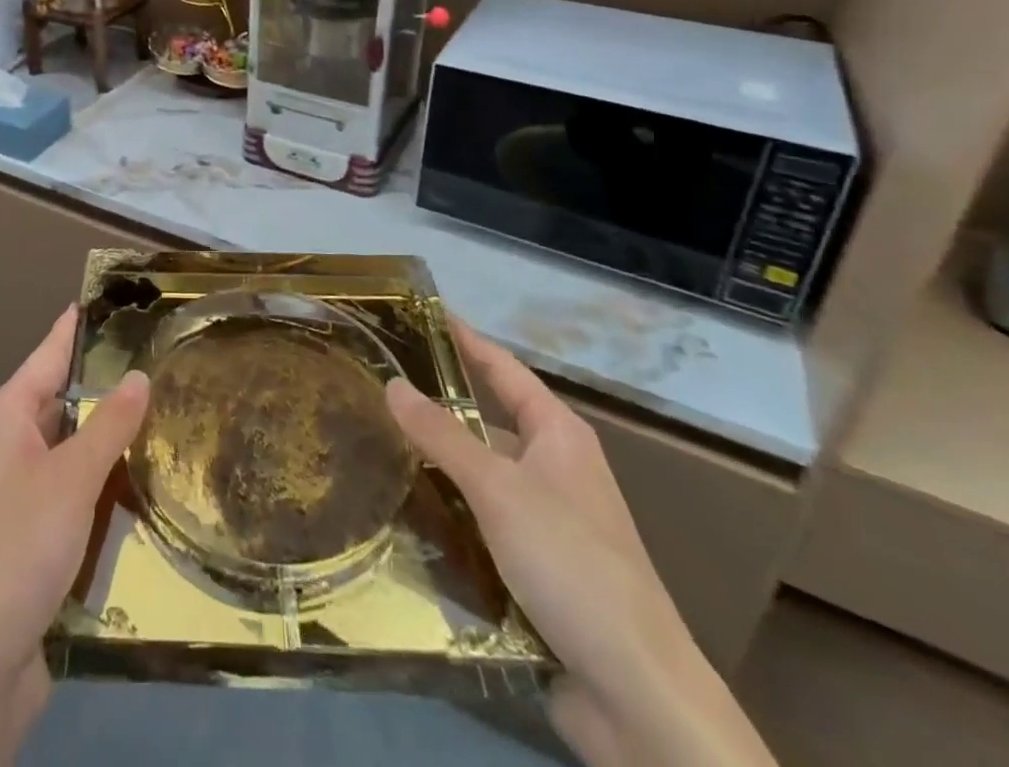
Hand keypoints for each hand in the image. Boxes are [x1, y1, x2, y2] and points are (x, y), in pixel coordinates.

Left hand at [0, 306, 149, 766]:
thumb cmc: (19, 549)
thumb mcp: (71, 480)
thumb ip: (109, 426)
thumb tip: (139, 375)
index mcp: (7, 416)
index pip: (50, 353)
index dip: (78, 326)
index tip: (109, 298)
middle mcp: (9, 442)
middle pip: (64, 398)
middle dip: (107, 383)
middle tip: (162, 357)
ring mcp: (19, 488)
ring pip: (73, 445)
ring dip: (110, 436)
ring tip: (166, 409)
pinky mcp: (33, 528)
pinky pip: (74, 486)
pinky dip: (103, 479)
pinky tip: (143, 477)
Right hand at [385, 317, 775, 766]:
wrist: (636, 694)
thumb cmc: (571, 564)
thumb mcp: (498, 489)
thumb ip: (442, 435)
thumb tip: (392, 383)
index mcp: (557, 434)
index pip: (502, 367)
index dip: (463, 339)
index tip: (419, 314)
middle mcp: (554, 468)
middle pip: (486, 422)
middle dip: (435, 407)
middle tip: (374, 387)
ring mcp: (547, 520)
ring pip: (479, 477)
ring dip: (436, 466)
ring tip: (372, 446)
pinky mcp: (536, 568)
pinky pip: (481, 523)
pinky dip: (447, 515)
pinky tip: (404, 513)